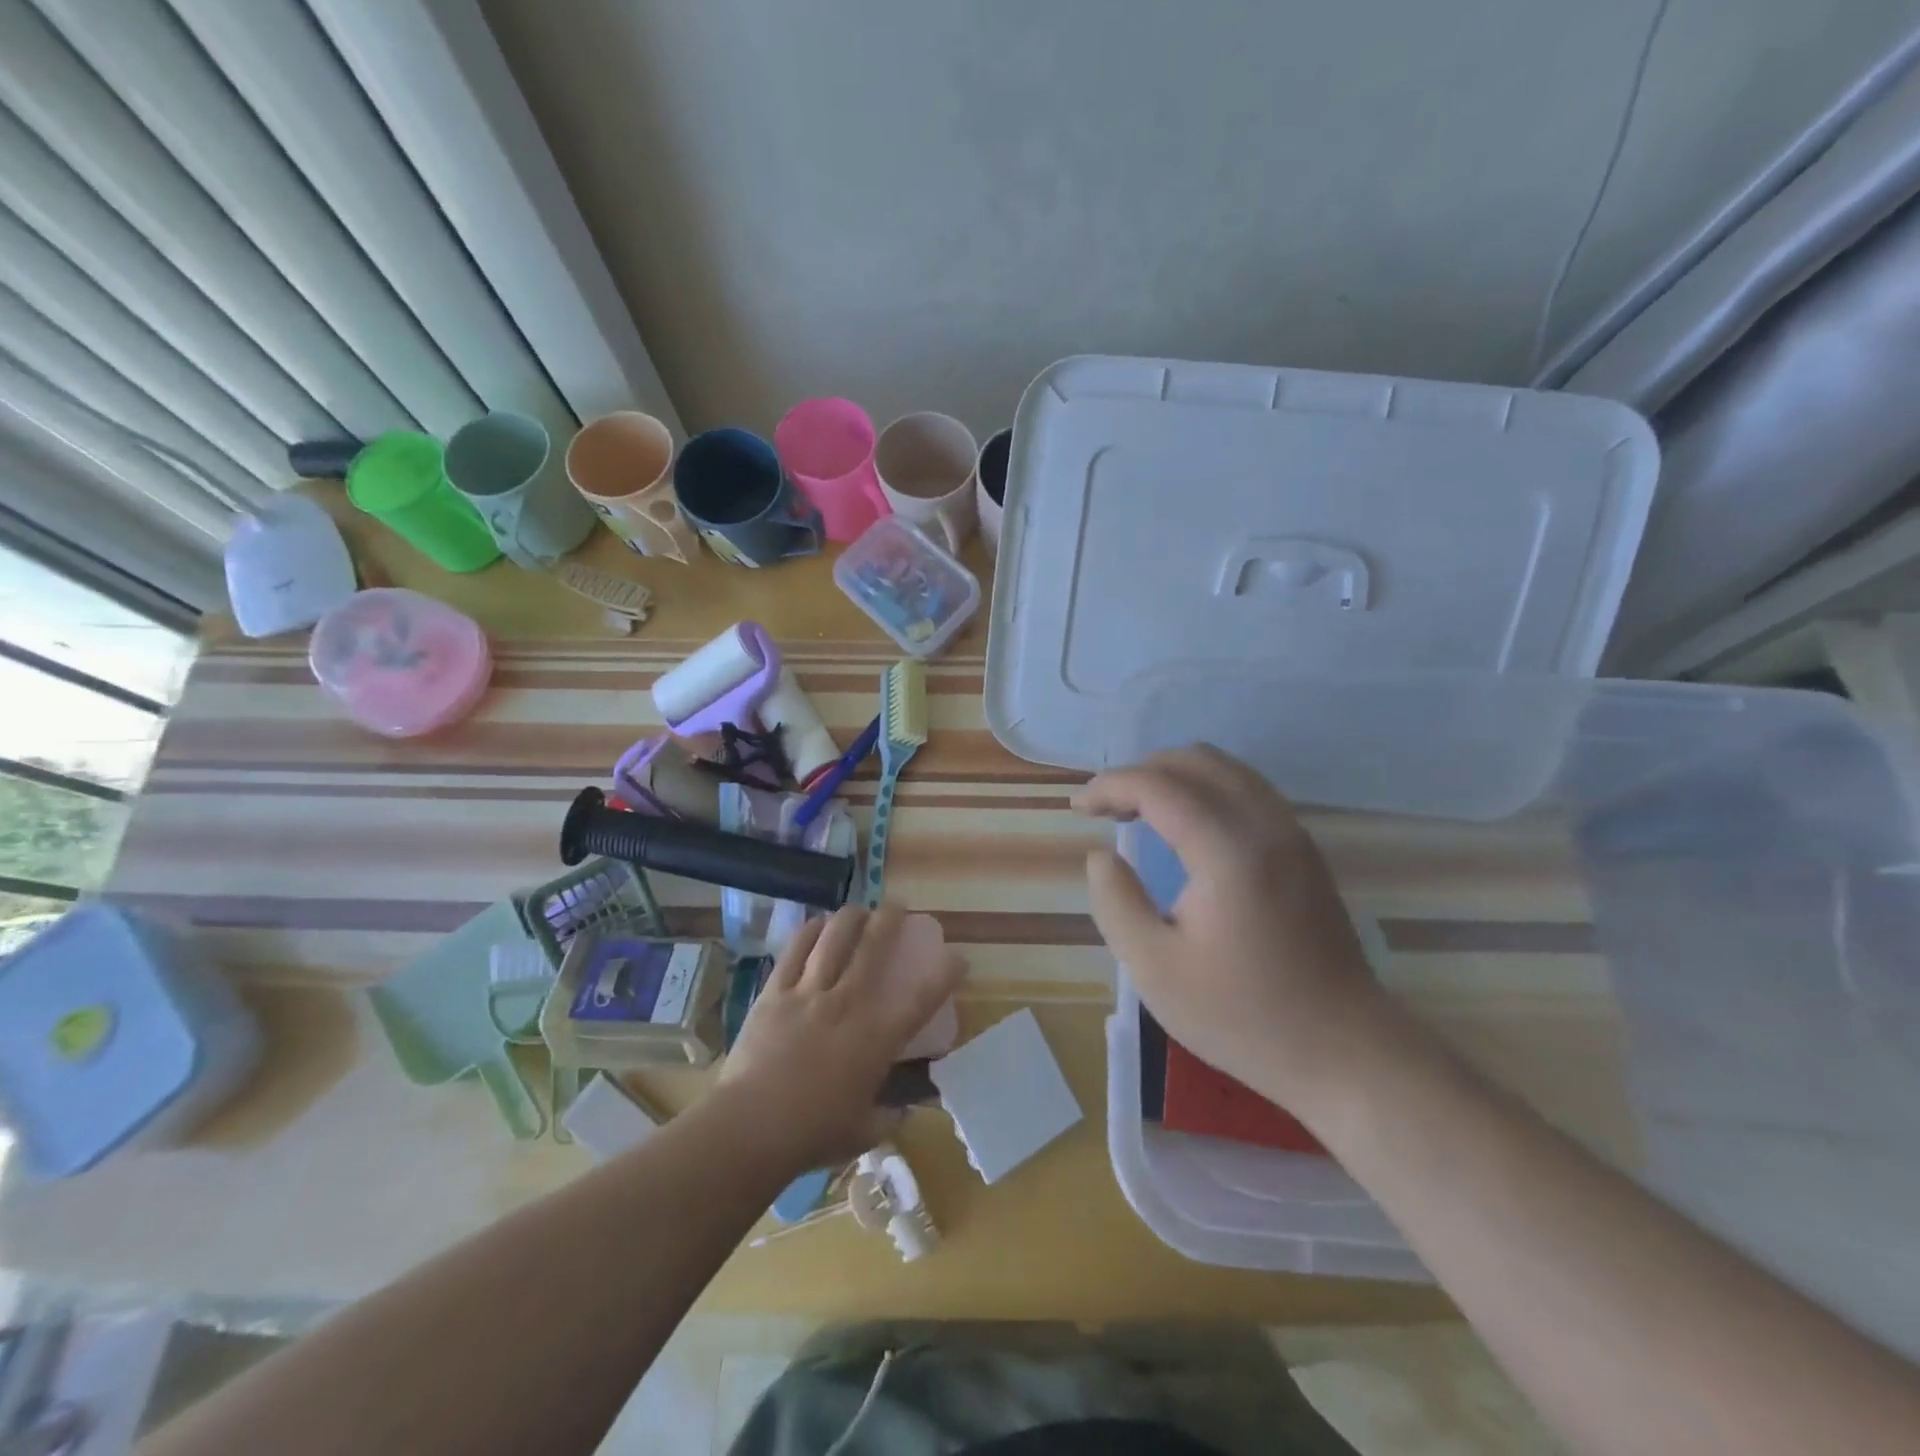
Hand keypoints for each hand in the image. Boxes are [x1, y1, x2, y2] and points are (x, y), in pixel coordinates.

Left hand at [718, 905, 965, 1172]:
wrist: (750, 1128)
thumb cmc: (811, 1134)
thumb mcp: (864, 1131)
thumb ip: (890, 1116)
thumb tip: (905, 1110)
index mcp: (875, 1039)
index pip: (920, 999)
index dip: (944, 974)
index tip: (958, 958)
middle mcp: (846, 1004)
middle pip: (873, 947)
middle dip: (891, 920)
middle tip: (898, 908)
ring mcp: (808, 994)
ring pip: (834, 938)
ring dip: (850, 917)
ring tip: (858, 909)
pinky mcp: (775, 992)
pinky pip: (794, 950)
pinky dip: (809, 931)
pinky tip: (817, 924)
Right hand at [1075, 744, 1399, 1118]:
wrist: (1344, 1051)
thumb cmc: (1243, 1016)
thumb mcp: (1155, 969)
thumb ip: (1116, 902)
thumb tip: (1102, 856)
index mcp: (1228, 850)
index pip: (1158, 786)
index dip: (1109, 786)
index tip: (1078, 809)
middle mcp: (1266, 824)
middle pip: (1196, 760)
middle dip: (1141, 772)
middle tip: (1107, 809)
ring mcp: (1293, 834)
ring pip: (1227, 769)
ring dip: (1175, 776)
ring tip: (1139, 812)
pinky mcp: (1304, 850)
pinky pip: (1248, 790)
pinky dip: (1206, 790)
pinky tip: (1186, 828)